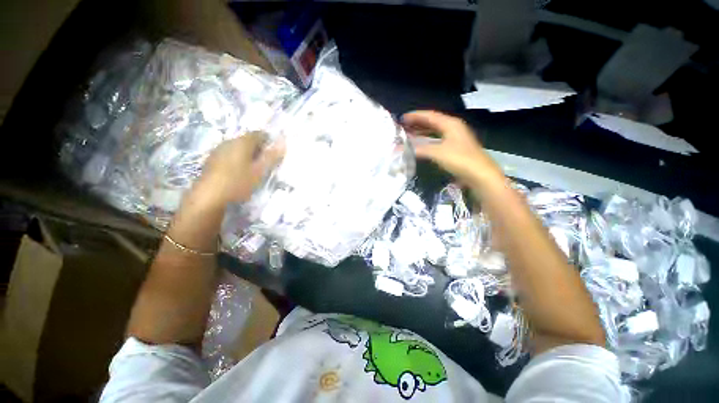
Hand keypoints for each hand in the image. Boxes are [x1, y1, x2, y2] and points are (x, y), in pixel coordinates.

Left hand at [196, 132, 283, 205]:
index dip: (269, 141)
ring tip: (255, 168)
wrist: (209, 196)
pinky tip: (240, 172)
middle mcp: (229, 141)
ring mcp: (219, 150)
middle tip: (267, 162)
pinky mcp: (212, 159)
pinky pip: (230, 154)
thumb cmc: (238, 182)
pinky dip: (238, 159)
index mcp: (242, 142)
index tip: (275, 153)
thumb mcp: (259, 171)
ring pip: (238, 147)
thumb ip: (271, 157)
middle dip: (259, 148)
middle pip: (247, 140)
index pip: (259, 134)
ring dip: (248, 154)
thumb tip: (283, 143)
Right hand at [402, 111, 502, 188]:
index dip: (415, 116)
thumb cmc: (460, 160)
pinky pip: (437, 140)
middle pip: (432, 122)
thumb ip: (418, 149)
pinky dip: (427, 141)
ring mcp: (455, 138)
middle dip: (417, 123)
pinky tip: (421, 145)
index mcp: (450, 124)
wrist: (480, 175)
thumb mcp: (437, 153)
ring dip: (422, 132)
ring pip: (435, 131)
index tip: (402, 118)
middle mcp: (453, 128)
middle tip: (403, 126)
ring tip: (408, 134)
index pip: (430, 115)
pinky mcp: (455, 148)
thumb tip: (399, 149)